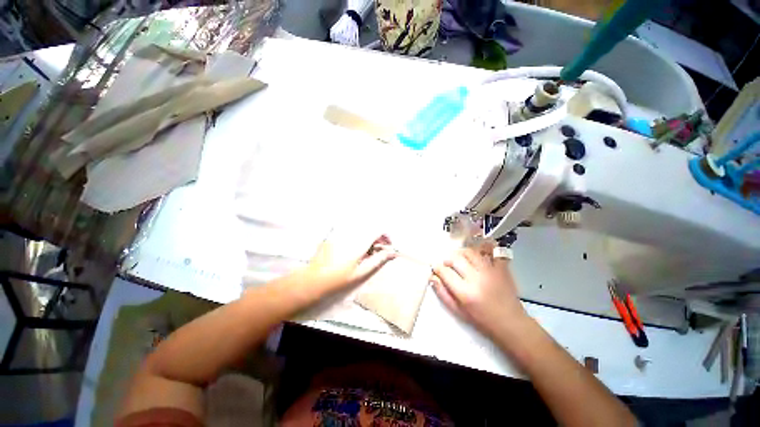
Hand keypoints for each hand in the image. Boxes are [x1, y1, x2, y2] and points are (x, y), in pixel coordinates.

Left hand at [307, 234, 396, 288]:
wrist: (313, 281)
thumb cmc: (339, 279)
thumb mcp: (361, 273)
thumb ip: (378, 260)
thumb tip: (392, 253)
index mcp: (358, 242)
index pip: (377, 230)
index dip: (385, 236)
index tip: (387, 246)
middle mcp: (350, 233)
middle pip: (369, 228)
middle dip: (376, 237)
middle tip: (376, 251)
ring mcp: (339, 233)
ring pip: (359, 229)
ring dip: (366, 237)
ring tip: (364, 252)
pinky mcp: (332, 236)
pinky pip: (349, 232)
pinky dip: (356, 238)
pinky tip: (352, 250)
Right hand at [432, 248, 527, 337]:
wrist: (510, 322)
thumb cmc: (482, 319)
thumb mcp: (458, 311)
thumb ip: (443, 294)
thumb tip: (433, 277)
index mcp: (465, 292)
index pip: (445, 272)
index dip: (437, 268)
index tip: (437, 269)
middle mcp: (477, 278)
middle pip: (456, 258)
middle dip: (448, 259)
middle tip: (448, 264)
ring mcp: (490, 271)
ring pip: (470, 252)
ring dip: (462, 253)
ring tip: (461, 260)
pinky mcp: (501, 268)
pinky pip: (492, 251)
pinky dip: (484, 248)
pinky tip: (479, 252)